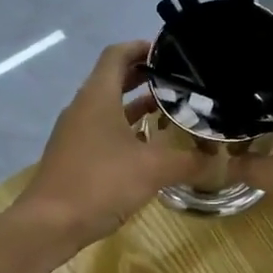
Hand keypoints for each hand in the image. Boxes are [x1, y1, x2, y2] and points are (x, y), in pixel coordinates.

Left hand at [12, 41, 208, 250]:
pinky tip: (151, 148)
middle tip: (179, 81)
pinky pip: (104, 131)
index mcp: (97, 97)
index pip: (116, 54)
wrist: (49, 225)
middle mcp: (83, 108)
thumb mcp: (153, 170)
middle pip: (114, 79)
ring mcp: (76, 133)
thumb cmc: (100, 183)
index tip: (169, 51)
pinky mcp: (75, 156)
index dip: (141, 47)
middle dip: (145, 77)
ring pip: (109, 108)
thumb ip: (190, 162)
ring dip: (137, 106)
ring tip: (172, 111)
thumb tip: (223, 162)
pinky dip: (127, 130)